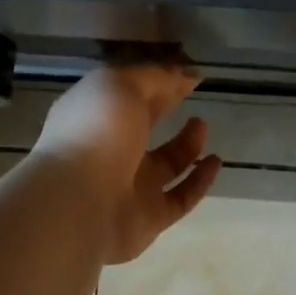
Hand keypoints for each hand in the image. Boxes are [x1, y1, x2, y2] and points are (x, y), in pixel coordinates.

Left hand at [36, 64, 223, 263]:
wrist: (80, 204)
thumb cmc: (96, 134)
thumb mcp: (122, 86)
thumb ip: (156, 78)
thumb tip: (187, 75)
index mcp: (95, 116)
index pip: (127, 94)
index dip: (156, 82)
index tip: (187, 75)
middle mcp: (109, 152)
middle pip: (142, 128)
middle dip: (166, 111)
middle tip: (193, 98)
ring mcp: (128, 188)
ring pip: (164, 166)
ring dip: (187, 146)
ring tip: (203, 126)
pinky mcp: (147, 219)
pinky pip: (179, 199)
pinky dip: (199, 182)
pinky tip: (215, 163)